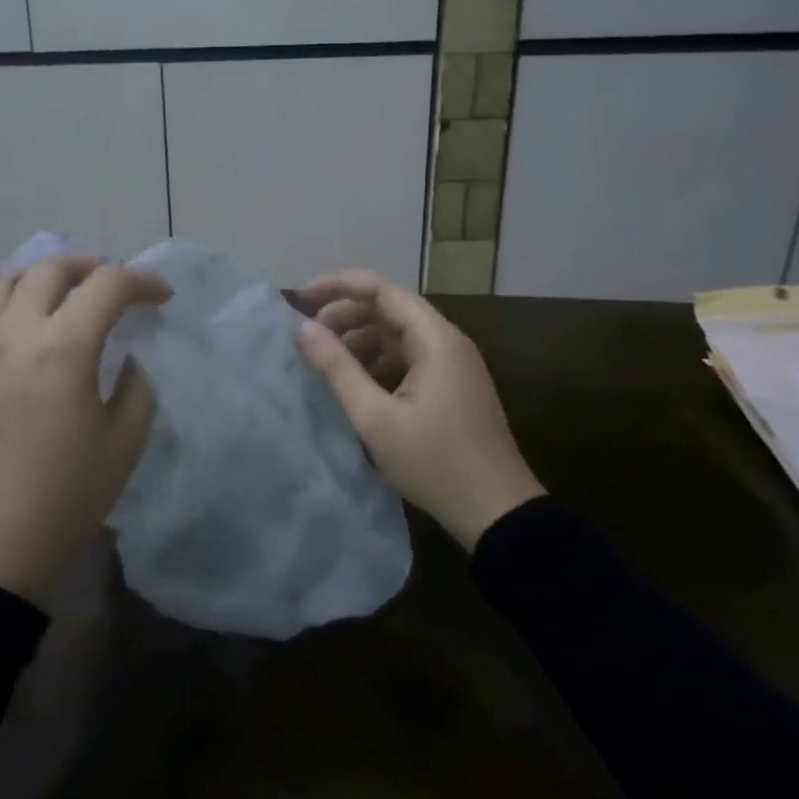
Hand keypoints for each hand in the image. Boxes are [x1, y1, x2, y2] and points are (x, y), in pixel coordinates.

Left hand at [0, 256, 170, 604]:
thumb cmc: (63, 501)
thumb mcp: (124, 445)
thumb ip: (137, 388)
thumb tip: (126, 359)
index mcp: (63, 348)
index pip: (108, 285)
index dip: (143, 282)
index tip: (162, 297)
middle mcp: (14, 332)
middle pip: (51, 269)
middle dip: (92, 266)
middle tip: (115, 285)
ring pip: (5, 281)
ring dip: (42, 276)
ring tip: (64, 293)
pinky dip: (8, 302)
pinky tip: (23, 327)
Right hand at [295, 269, 542, 548]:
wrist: (498, 513)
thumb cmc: (435, 462)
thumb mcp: (375, 417)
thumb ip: (337, 368)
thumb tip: (301, 328)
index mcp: (435, 339)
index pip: (381, 289)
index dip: (337, 285)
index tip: (300, 298)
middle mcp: (447, 341)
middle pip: (389, 308)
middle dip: (345, 315)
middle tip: (310, 338)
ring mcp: (453, 365)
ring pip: (397, 334)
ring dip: (360, 340)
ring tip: (327, 364)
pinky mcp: (452, 386)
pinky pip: (408, 358)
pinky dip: (378, 361)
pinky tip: (357, 385)